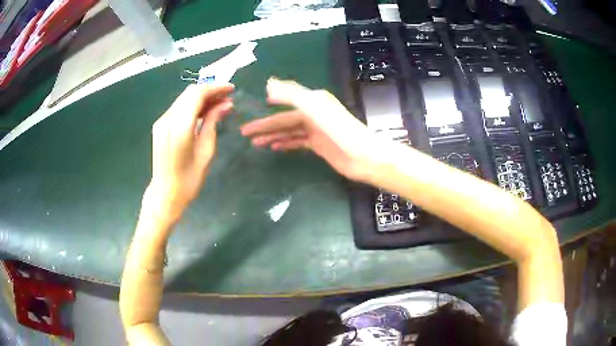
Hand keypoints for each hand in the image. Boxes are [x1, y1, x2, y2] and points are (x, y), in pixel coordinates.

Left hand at [146, 84, 233, 221]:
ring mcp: (162, 121)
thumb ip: (213, 123)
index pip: (197, 94)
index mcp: (180, 126)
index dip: (215, 88)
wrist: (165, 193)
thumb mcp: (206, 151)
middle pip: (190, 92)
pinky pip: (179, 108)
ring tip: (219, 104)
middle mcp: (168, 118)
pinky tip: (204, 112)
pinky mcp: (160, 126)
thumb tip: (225, 104)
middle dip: (210, 90)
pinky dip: (193, 105)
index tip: (232, 89)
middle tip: (227, 98)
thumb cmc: (189, 179)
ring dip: (202, 97)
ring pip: (184, 98)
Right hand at [240, 78, 385, 181]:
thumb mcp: (314, 108)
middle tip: (244, 133)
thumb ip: (292, 95)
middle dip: (264, 125)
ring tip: (255, 143)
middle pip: (283, 118)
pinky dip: (285, 143)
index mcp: (312, 101)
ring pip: (288, 130)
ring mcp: (315, 129)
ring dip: (272, 136)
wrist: (363, 156)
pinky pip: (296, 141)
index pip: (283, 101)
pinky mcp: (318, 144)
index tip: (249, 113)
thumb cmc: (340, 131)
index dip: (266, 106)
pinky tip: (274, 148)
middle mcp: (313, 112)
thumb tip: (269, 83)